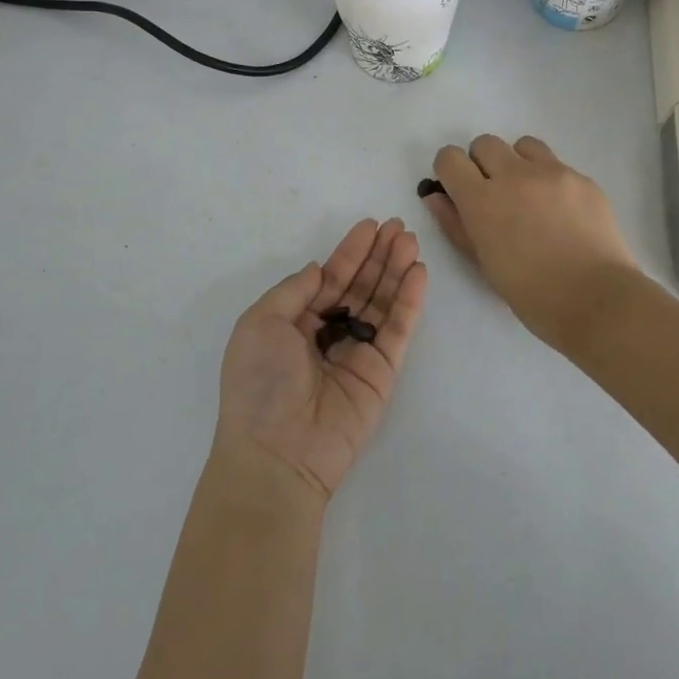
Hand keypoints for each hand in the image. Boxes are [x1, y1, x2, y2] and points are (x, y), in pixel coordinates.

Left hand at [213, 219, 426, 501]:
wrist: (278, 452)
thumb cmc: (260, 383)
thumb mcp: (260, 323)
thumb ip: (293, 291)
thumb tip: (318, 269)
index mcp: (294, 323)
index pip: (328, 278)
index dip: (349, 252)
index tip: (370, 225)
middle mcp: (327, 334)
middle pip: (359, 286)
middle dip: (378, 256)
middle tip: (399, 226)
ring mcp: (356, 352)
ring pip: (381, 303)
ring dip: (396, 271)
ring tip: (411, 241)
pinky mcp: (381, 372)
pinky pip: (397, 330)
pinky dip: (409, 301)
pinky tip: (418, 274)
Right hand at [425, 135, 638, 349]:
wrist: (597, 300)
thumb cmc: (532, 294)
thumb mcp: (483, 264)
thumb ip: (456, 225)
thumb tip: (435, 197)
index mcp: (482, 200)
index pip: (450, 158)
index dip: (449, 171)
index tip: (457, 188)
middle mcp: (515, 176)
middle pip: (485, 143)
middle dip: (482, 164)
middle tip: (495, 195)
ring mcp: (553, 173)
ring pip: (523, 145)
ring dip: (517, 163)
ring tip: (529, 196)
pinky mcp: (583, 179)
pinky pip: (556, 165)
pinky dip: (549, 180)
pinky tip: (561, 213)